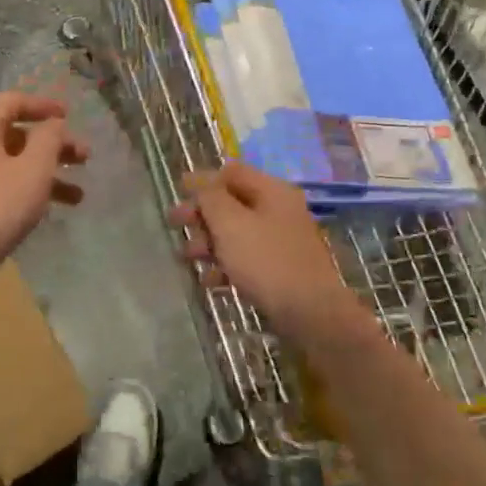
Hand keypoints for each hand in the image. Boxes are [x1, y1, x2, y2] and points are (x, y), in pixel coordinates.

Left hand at [0, 92, 88, 274]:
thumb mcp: (34, 169)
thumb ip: (49, 139)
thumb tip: (53, 123)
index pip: (13, 102)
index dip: (43, 105)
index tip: (69, 116)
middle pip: (17, 135)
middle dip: (54, 146)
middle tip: (84, 158)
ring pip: (13, 163)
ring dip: (47, 173)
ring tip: (78, 195)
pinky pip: (2, 183)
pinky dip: (28, 188)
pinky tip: (51, 208)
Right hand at [169, 161, 369, 348]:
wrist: (311, 314)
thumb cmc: (266, 261)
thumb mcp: (230, 223)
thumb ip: (210, 198)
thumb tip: (199, 181)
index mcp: (272, 191)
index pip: (232, 172)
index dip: (203, 180)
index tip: (178, 192)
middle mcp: (280, 211)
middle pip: (232, 203)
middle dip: (201, 214)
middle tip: (174, 225)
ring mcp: (282, 241)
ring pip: (237, 233)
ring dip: (209, 242)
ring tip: (187, 258)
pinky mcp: (281, 270)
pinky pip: (247, 259)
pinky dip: (226, 265)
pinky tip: (209, 281)